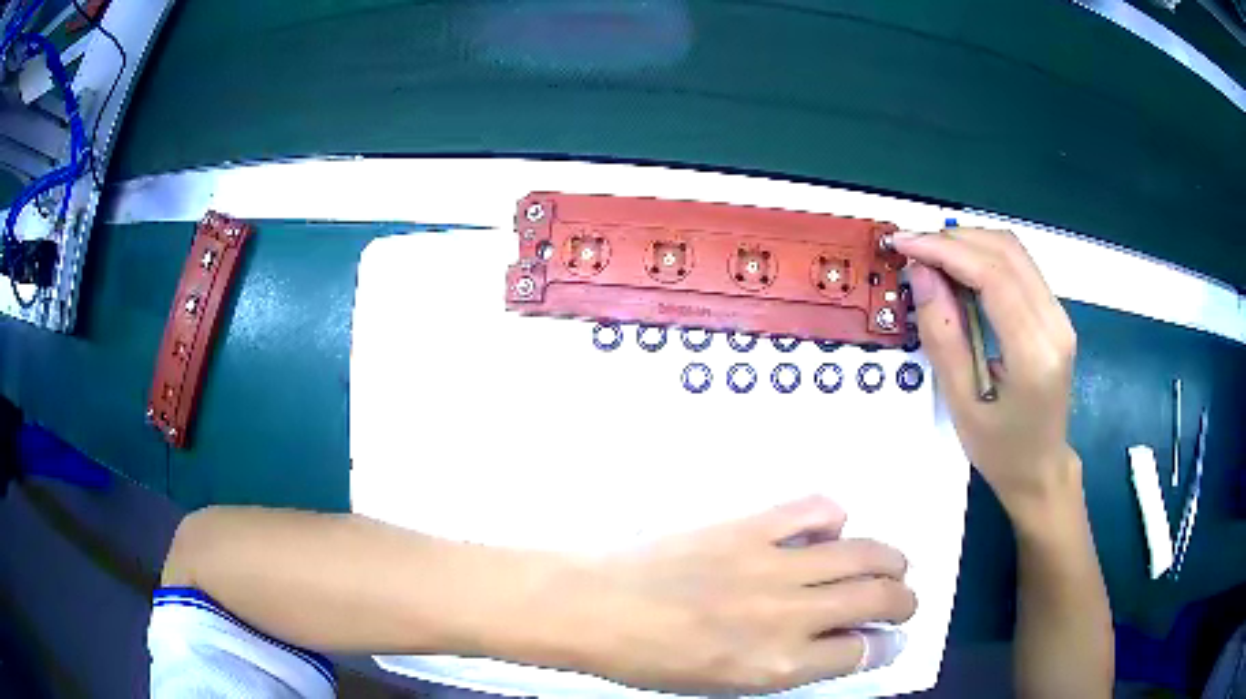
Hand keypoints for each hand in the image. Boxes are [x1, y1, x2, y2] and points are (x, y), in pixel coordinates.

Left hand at [568, 497, 914, 694]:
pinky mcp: (749, 525)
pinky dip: (834, 517)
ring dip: (888, 559)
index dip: (885, 645)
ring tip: (891, 564)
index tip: (889, 639)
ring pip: (862, 553)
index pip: (861, 652)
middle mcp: (788, 615)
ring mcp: (771, 564)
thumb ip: (788, 665)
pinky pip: (814, 509)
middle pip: (877, 598)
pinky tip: (829, 530)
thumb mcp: (724, 683)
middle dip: (904, 600)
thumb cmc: (651, 659)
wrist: (594, 606)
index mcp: (778, 665)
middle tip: (903, 600)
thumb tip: (836, 644)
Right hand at [894, 229, 1080, 517]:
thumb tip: (921, 274)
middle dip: (954, 240)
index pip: (993, 275)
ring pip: (1014, 252)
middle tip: (913, 249)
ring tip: (931, 258)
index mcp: (1034, 353)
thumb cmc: (999, 449)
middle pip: (1006, 252)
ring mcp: (1060, 315)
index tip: (905, 243)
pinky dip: (985, 258)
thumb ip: (943, 335)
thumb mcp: (960, 403)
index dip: (946, 250)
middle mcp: (1055, 323)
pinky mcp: (1055, 313)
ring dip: (969, 244)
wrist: (1041, 469)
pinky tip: (960, 272)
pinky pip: (1019, 267)